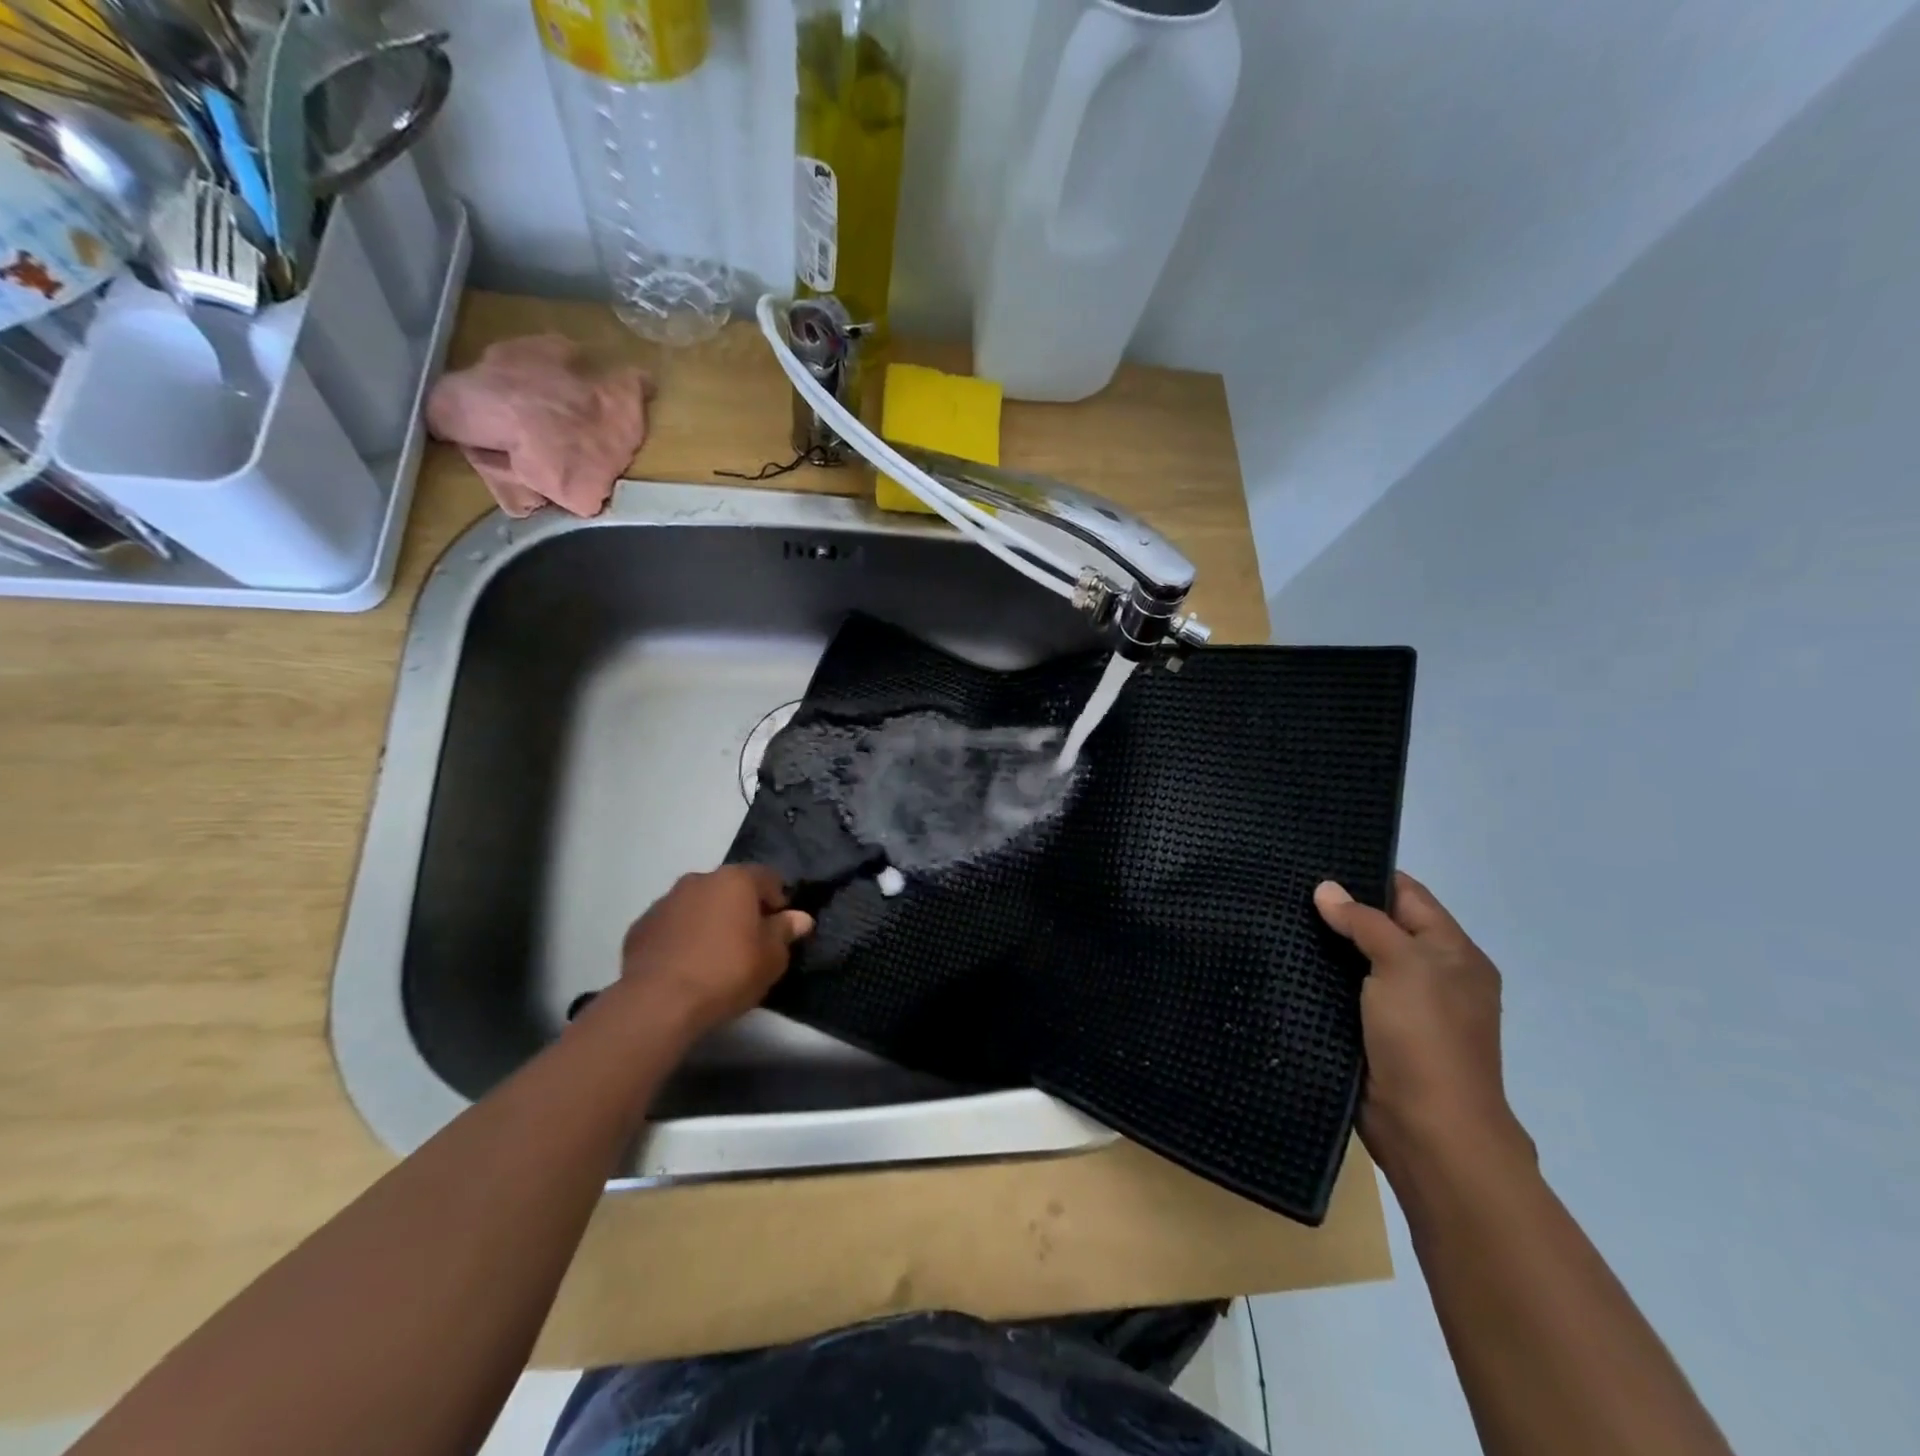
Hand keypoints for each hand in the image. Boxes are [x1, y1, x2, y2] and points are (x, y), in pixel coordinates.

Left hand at [613, 866, 813, 1040]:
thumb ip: (785, 932)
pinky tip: (684, 966)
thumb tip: (799, 918)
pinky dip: (681, 937)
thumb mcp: (772, 958)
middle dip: (741, 909)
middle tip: (748, 943)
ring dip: (709, 921)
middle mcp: (699, 880)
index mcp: (735, 880)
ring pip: (698, 904)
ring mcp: (665, 901)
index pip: (768, 877)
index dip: (778, 900)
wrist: (658, 1002)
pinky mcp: (640, 926)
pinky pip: (672, 926)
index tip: (779, 928)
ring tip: (713, 957)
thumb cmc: (727, 972)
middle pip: (730, 888)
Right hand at [1315, 872, 1533, 1183]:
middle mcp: (1432, 975)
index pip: (1408, 895)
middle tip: (1285, 885)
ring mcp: (1402, 1007)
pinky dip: (1320, 977)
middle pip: (1382, 925)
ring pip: (1358, 960)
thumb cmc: (1426, 1038)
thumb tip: (1326, 889)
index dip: (1368, 875)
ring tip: (1275, 915)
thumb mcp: (1402, 966)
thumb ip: (1365, 922)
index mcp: (1453, 954)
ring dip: (1326, 944)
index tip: (1317, 859)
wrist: (1428, 1130)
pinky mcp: (1374, 1033)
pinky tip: (1285, 961)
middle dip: (1340, 909)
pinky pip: (1344, 991)